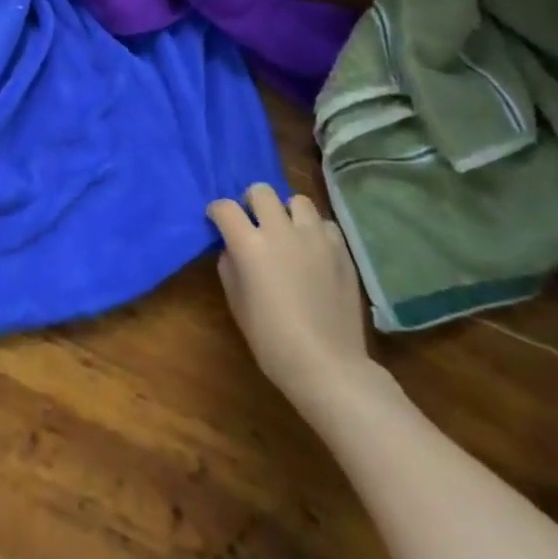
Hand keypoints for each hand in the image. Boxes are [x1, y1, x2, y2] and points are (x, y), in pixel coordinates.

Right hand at [208, 184, 373, 403]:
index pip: (225, 208)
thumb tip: (232, 249)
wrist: (329, 367)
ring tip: (287, 232)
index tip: (217, 221)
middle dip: (251, 202)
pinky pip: (324, 225)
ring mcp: (315, 238)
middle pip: (261, 191)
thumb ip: (230, 267)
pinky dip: (315, 231)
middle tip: (253, 223)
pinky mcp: (341, 251)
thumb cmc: (273, 341)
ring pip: (297, 200)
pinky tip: (314, 251)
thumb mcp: (237, 304)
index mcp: (250, 245)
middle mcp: (281, 231)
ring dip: (286, 212)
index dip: (216, 212)